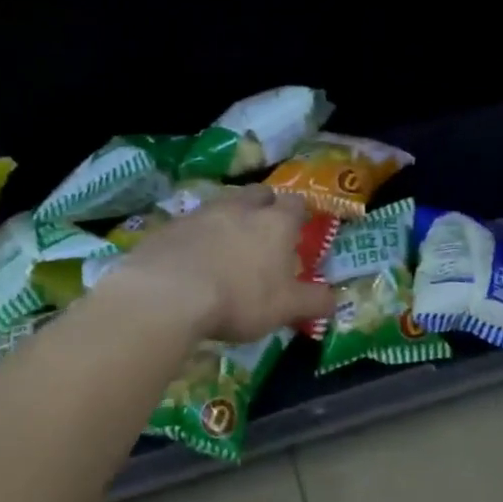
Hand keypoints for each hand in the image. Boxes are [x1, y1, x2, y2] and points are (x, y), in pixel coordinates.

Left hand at [112, 186, 334, 343]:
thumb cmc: (240, 298)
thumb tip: (335, 300)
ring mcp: (201, 213)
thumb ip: (314, 302)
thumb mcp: (286, 308)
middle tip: (265, 227)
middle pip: (258, 193)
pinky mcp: (169, 227)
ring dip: (229, 218)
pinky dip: (197, 236)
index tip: (299, 225)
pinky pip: (190, 225)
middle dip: (264, 204)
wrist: (167, 294)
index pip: (295, 203)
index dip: (299, 212)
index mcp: (275, 223)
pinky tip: (193, 259)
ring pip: (223, 205)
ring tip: (228, 244)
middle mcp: (240, 208)